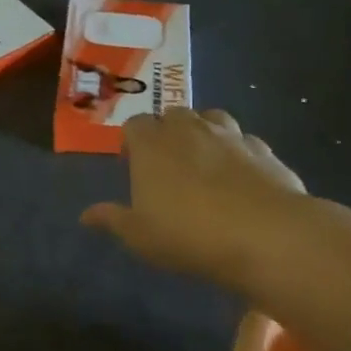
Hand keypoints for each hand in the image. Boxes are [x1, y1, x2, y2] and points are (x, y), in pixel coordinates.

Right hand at [81, 108, 304, 292]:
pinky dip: (237, 152)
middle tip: (167, 165)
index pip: (134, 125)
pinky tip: (240, 178)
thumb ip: (112, 219)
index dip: (131, 142)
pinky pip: (244, 141)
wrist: (265, 234)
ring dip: (203, 134)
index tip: (132, 165)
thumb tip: (86, 214)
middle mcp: (190, 129)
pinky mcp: (264, 149)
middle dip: (167, 132)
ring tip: (204, 164)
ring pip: (211, 118)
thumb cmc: (188, 235)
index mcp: (152, 145)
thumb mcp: (140, 236)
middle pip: (173, 114)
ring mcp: (231, 135)